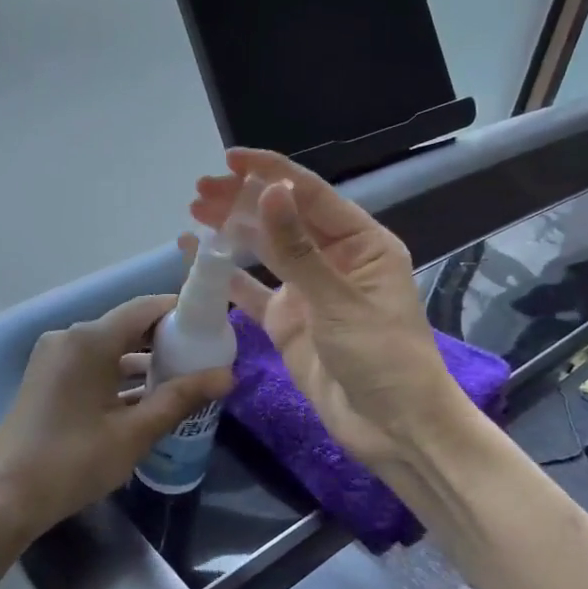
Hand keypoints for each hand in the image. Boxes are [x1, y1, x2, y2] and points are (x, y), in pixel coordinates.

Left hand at [0, 295, 233, 538]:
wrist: (6, 496)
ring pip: (110, 348)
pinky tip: (147, 397)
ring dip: (143, 361)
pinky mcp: (47, 378)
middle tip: (204, 357)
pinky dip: (119, 375)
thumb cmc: (74, 461)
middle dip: (166, 340)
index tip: (212, 327)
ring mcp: (54, 357)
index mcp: (89, 340)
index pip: (144, 308)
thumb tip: (227, 376)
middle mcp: (69, 338)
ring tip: (184, 379)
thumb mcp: (134, 433)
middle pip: (127, 326)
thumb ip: (181, 398)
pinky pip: (92, 364)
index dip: (180, 312)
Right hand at [187, 149, 458, 468]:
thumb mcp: (339, 301)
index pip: (311, 195)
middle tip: (199, 190)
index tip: (230, 160)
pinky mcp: (288, 321)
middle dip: (243, 201)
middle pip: (282, 219)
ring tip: (194, 212)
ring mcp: (308, 291)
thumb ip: (297, 250)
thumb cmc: (383, 358)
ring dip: (232, 231)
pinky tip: (198, 257)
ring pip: (264, 251)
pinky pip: (252, 290)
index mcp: (360, 244)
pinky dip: (226, 275)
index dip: (270, 173)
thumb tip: (268, 191)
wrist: (393, 428)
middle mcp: (333, 260)